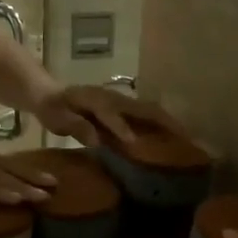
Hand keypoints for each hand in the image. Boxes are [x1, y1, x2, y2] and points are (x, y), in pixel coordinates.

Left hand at [33, 85, 185, 147]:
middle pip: (143, 108)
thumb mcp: (57, 118)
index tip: (133, 143)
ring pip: (150, 111)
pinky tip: (172, 136)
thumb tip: (96, 140)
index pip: (111, 113)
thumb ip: (77, 126)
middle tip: (185, 138)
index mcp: (96, 100)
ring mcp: (121, 102)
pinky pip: (146, 115)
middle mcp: (114, 98)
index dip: (121, 127)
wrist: (51, 94)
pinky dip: (161, 124)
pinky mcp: (124, 108)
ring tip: (187, 138)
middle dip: (163, 122)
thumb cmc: (54, 108)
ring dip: (168, 123)